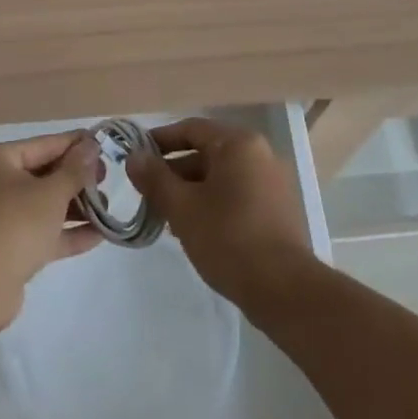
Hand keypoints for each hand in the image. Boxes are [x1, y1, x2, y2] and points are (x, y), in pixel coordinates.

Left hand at [0, 130, 100, 328]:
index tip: (102, 143)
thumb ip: (75, 169)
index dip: (74, 144)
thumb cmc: (13, 224)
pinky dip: (61, 234)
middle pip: (38, 176)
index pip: (40, 145)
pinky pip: (34, 235)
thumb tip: (91, 146)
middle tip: (105, 179)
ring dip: (72, 208)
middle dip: (75, 180)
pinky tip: (97, 236)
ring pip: (37, 208)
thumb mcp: (51, 192)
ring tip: (106, 209)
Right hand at [126, 118, 318, 311]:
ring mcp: (272, 181)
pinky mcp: (277, 208)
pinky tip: (195, 230)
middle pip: (207, 152)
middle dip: (174, 173)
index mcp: (238, 143)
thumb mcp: (183, 208)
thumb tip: (134, 157)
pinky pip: (236, 194)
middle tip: (147, 195)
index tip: (136, 158)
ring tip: (166, 218)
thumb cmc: (228, 238)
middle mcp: (259, 153)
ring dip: (191, 191)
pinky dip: (213, 203)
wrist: (283, 289)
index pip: (191, 129)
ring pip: (220, 176)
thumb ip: (155, 178)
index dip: (160, 141)